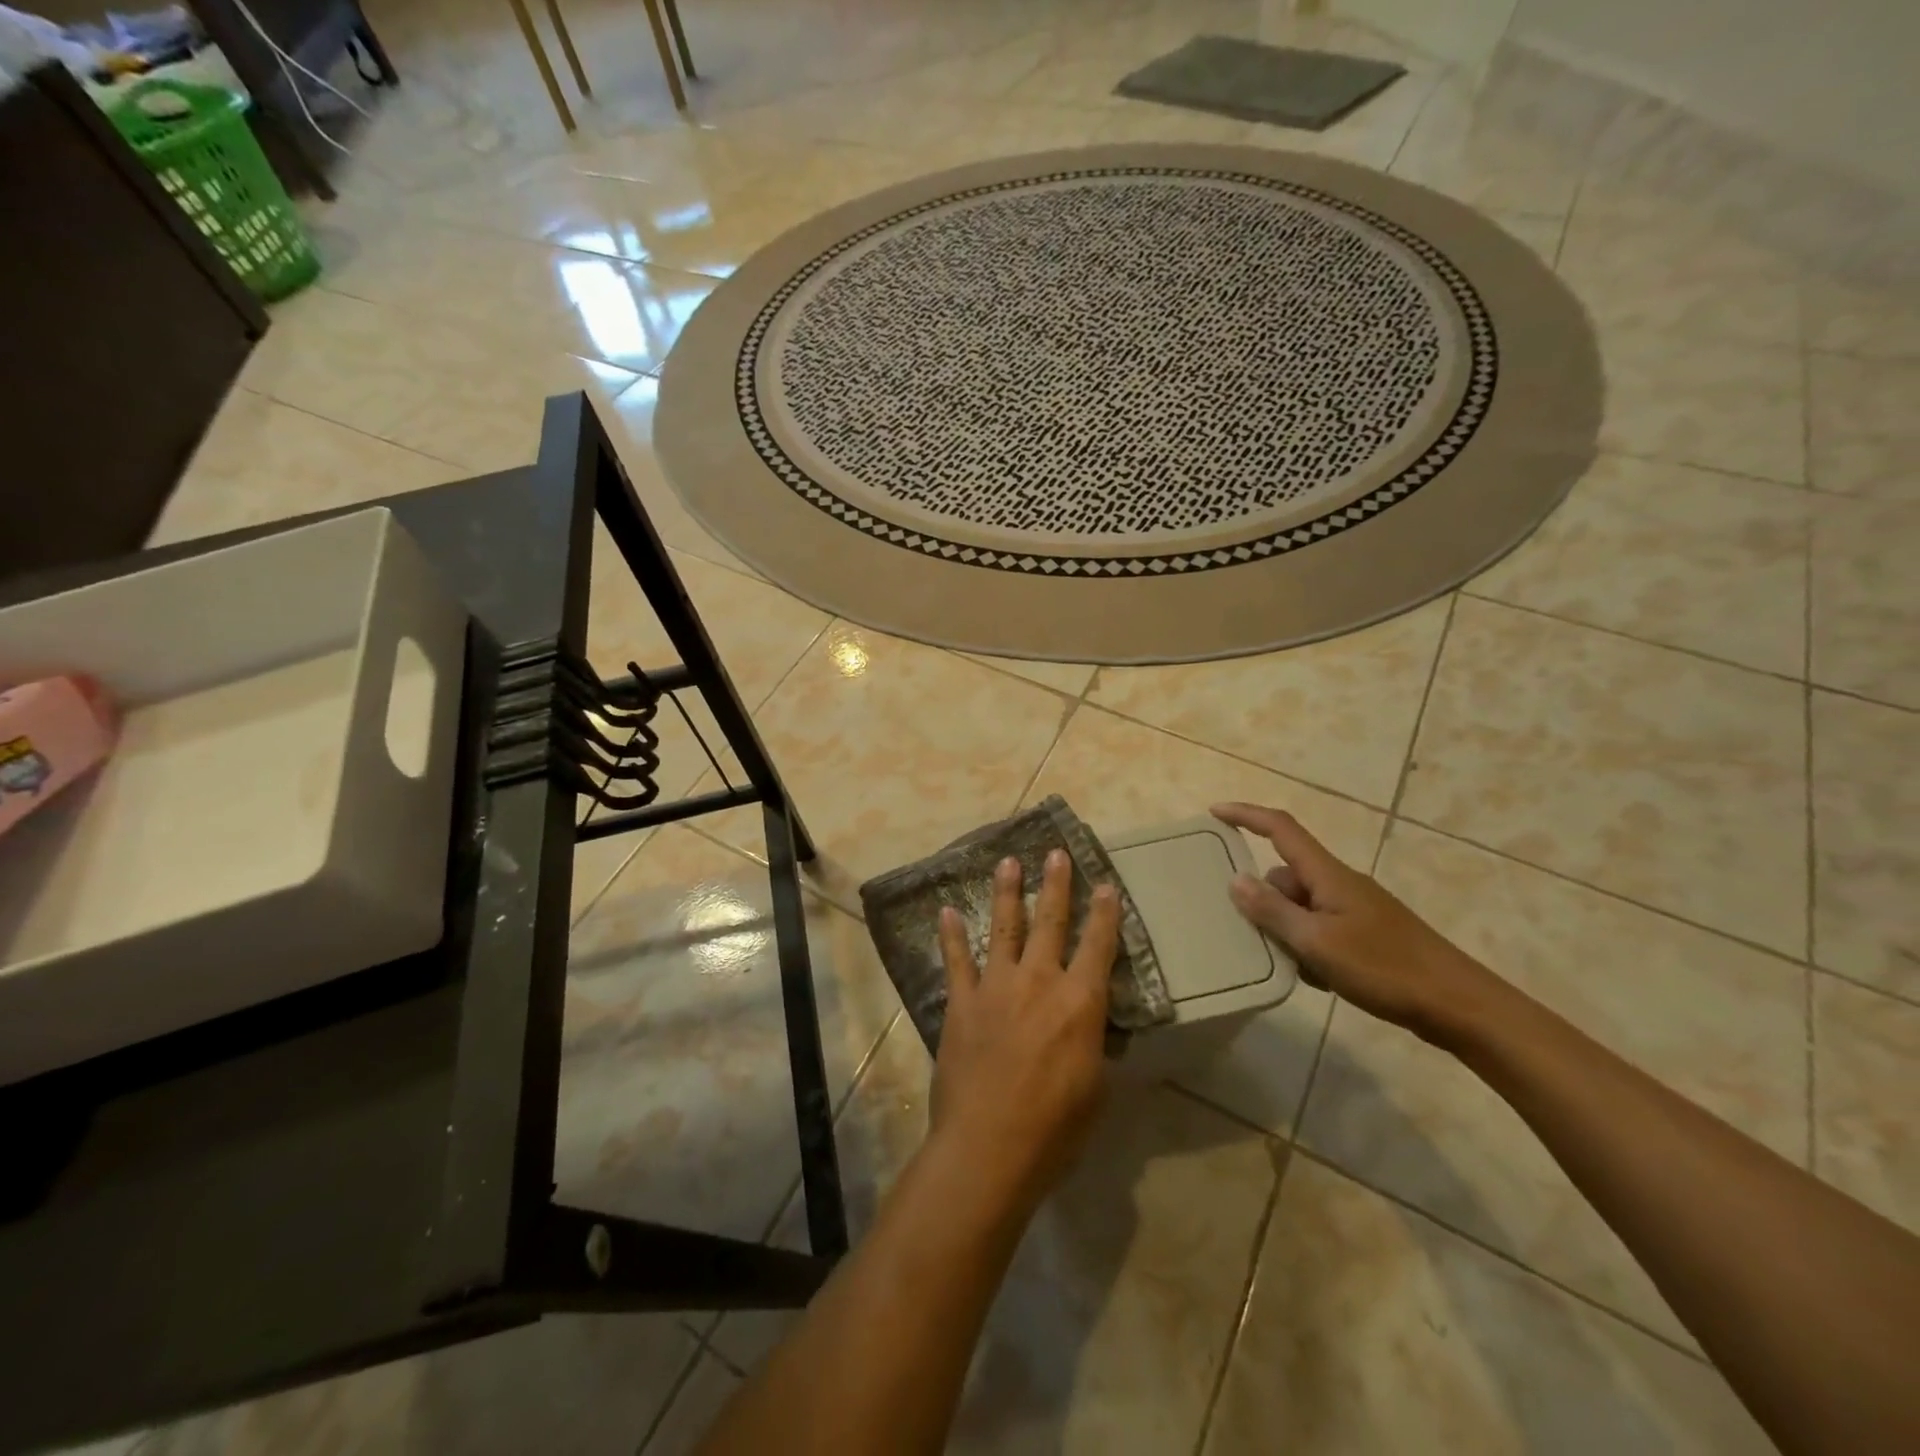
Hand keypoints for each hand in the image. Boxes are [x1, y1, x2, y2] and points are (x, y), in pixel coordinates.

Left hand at [932, 849, 1121, 1212]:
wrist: (988, 1147)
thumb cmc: (1054, 1129)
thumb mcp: (1095, 1089)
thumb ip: (1092, 1046)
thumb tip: (1090, 1025)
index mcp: (1079, 1003)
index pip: (1099, 947)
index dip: (1105, 914)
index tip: (1105, 884)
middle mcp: (1039, 982)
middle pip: (1051, 922)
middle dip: (1056, 885)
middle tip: (1056, 853)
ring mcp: (996, 987)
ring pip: (1005, 928)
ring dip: (1007, 892)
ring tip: (1008, 862)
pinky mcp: (962, 1002)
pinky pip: (956, 960)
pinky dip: (951, 935)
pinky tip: (946, 912)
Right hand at [1211, 803, 1505, 1047]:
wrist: (1458, 1005)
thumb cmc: (1385, 968)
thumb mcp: (1317, 942)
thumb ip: (1273, 911)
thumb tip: (1236, 879)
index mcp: (1328, 875)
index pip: (1280, 829)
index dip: (1246, 815)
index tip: (1213, 812)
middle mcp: (1339, 884)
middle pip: (1285, 875)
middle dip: (1262, 898)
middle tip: (1242, 928)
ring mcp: (1355, 910)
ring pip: (1301, 907)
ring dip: (1284, 928)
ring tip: (1283, 962)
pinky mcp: (1366, 935)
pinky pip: (1319, 928)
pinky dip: (1307, 946)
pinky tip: (1314, 978)